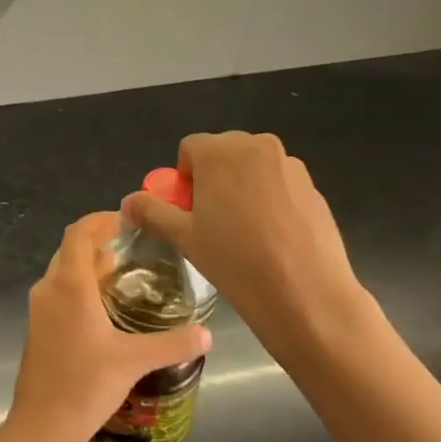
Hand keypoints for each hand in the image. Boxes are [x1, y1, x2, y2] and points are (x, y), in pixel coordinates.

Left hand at [6, 212, 211, 441]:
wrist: (41, 426)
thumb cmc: (84, 386)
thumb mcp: (134, 361)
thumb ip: (173, 344)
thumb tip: (208, 334)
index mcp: (69, 284)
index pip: (79, 233)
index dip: (101, 220)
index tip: (129, 220)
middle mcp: (49, 288)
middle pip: (71, 248)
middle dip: (100, 241)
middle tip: (136, 246)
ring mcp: (40, 308)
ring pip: (64, 270)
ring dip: (91, 264)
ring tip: (126, 272)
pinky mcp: (38, 326)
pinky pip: (60, 291)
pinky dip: (82, 285)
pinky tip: (106, 306)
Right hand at [121, 133, 383, 370]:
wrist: (307, 294)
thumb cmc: (235, 261)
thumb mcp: (184, 237)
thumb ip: (152, 212)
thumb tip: (127, 202)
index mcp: (220, 151)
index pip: (189, 149)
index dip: (184, 179)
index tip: (190, 212)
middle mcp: (257, 147)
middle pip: (223, 153)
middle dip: (213, 178)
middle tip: (213, 222)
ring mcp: (290, 166)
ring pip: (253, 168)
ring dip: (242, 188)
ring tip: (246, 233)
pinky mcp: (313, 187)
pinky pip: (279, 184)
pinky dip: (270, 201)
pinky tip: (273, 238)